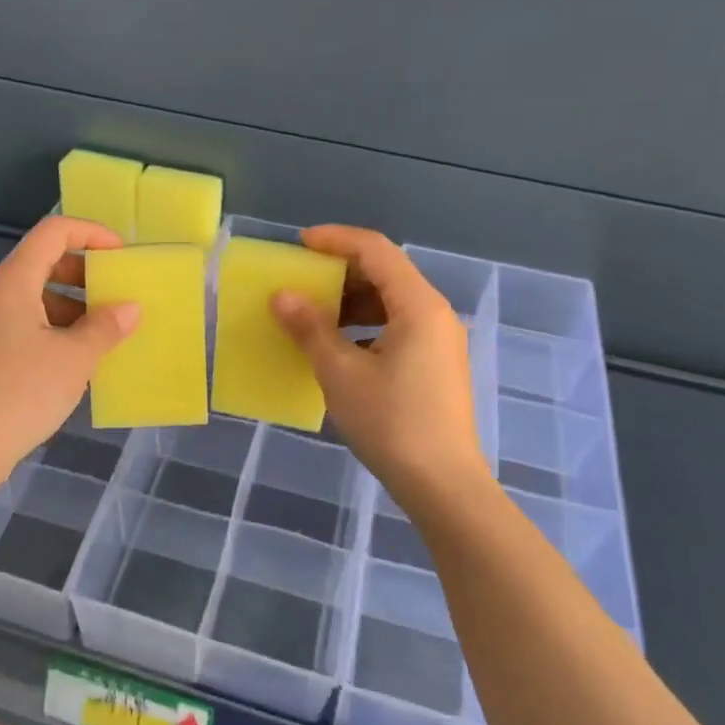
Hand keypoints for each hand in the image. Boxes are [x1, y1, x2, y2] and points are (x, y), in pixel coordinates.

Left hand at [0, 216, 139, 491]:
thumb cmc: (20, 394)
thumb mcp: (74, 359)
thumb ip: (105, 327)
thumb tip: (130, 308)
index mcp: (12, 283)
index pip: (53, 232)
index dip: (91, 233)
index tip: (121, 256)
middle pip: (42, 261)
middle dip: (84, 271)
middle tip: (116, 292)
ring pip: (34, 295)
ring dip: (72, 303)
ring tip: (103, 330)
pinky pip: (24, 323)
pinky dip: (54, 327)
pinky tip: (76, 358)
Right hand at [270, 226, 490, 508]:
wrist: (443, 485)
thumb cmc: (391, 423)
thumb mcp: (341, 373)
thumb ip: (310, 328)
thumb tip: (281, 296)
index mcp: (418, 305)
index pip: (375, 250)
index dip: (335, 239)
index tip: (298, 244)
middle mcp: (435, 314)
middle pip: (386, 272)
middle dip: (341, 271)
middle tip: (301, 280)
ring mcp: (440, 340)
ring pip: (391, 302)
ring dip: (351, 301)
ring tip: (314, 314)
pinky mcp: (436, 364)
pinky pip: (398, 326)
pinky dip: (366, 325)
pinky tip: (340, 347)